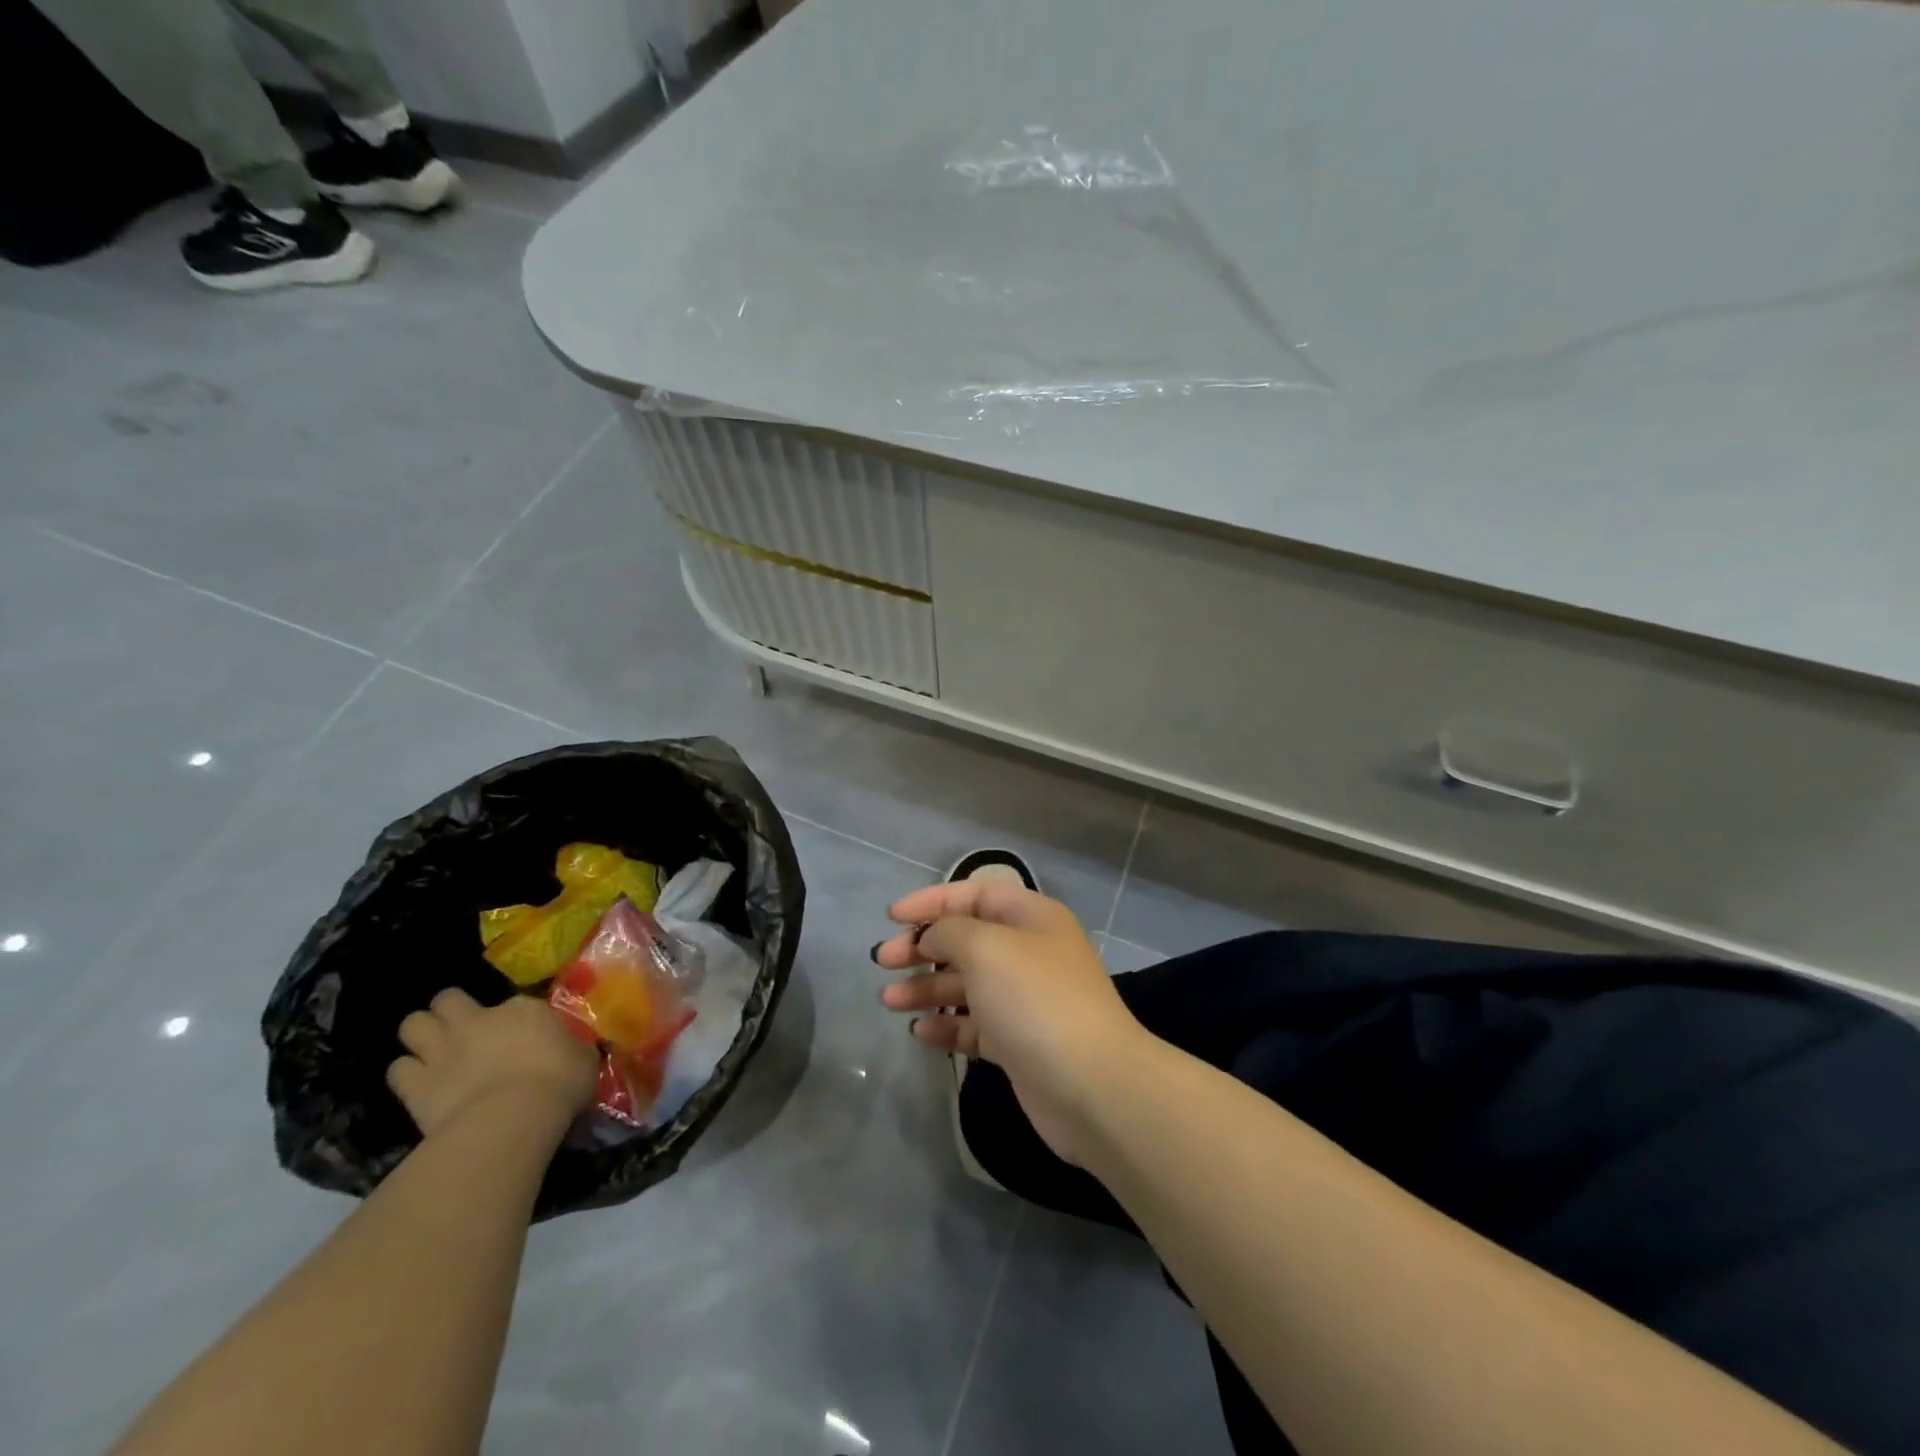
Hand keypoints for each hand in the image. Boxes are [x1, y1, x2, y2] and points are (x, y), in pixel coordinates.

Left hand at [387, 989, 597, 1138]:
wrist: (513, 1118)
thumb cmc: (559, 1083)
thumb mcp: (583, 1059)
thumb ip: (572, 1049)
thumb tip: (573, 1051)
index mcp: (522, 1009)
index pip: (513, 1002)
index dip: (512, 1018)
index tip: (520, 1035)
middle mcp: (477, 1020)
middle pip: (447, 999)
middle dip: (449, 1009)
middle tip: (461, 1028)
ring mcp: (442, 1050)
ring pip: (412, 1024)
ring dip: (420, 1035)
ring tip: (432, 1051)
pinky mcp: (416, 1085)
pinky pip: (397, 1070)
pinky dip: (406, 1074)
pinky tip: (418, 1084)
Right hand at [875, 880, 1149, 1163]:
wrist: (1091, 1086)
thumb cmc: (1035, 1000)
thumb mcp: (987, 948)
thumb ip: (950, 931)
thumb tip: (933, 936)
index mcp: (1031, 918)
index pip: (975, 894)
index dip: (932, 901)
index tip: (892, 917)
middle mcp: (1030, 953)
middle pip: (967, 939)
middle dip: (923, 947)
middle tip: (882, 961)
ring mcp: (1026, 1000)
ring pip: (967, 984)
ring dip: (927, 987)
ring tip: (888, 1001)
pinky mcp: (1019, 1043)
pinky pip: (975, 1025)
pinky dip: (947, 1025)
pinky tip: (920, 1032)